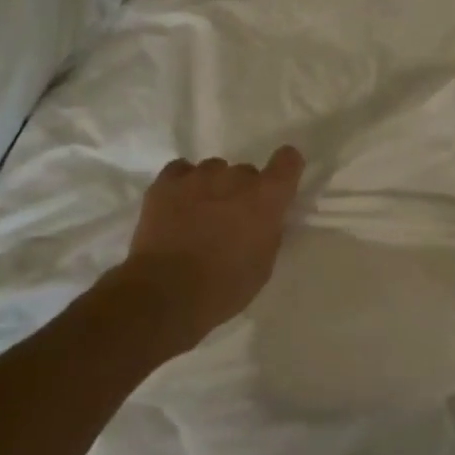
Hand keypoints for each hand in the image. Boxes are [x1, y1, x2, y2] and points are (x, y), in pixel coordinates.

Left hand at [125, 147, 305, 341]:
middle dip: (243, 192)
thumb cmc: (223, 287)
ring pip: (213, 170)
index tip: (280, 183)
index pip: (288, 161)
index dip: (286, 168)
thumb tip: (263, 218)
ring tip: (199, 215)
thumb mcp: (262, 265)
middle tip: (231, 220)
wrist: (166, 293)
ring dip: (213, 187)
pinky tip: (178, 205)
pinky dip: (183, 183)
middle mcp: (235, 178)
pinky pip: (181, 170)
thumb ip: (268, 231)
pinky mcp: (166, 182)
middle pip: (246, 172)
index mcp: (265, 199)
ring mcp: (198, 176)